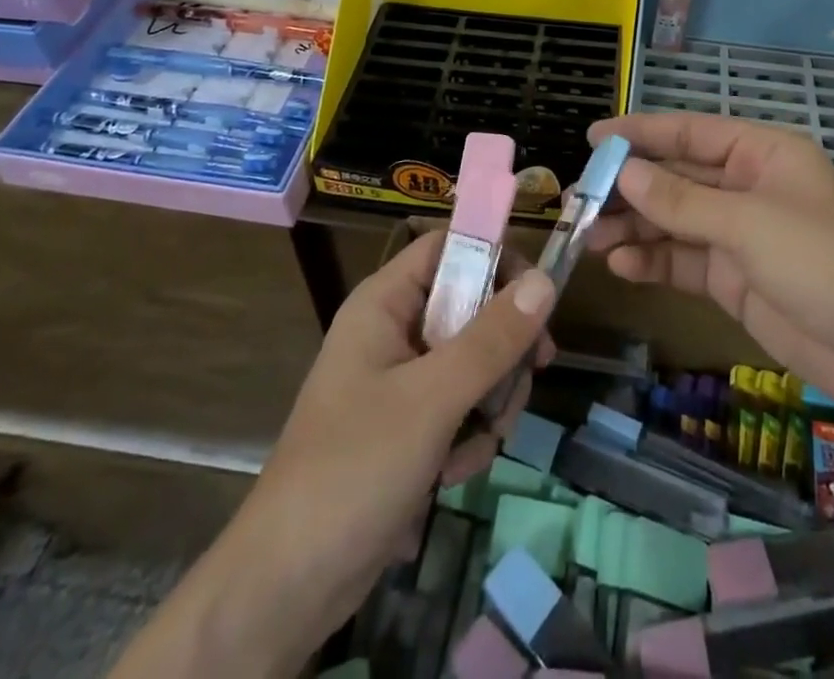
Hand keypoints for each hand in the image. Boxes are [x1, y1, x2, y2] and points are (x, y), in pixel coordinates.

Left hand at [108, 232, 554, 678]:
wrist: (287, 587)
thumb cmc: (353, 470)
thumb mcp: (432, 400)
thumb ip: (492, 339)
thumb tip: (546, 280)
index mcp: (385, 302)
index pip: (451, 247)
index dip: (496, 258)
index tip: (538, 298)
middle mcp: (394, 329)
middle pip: (473, 306)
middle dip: (503, 351)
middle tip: (524, 380)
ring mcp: (402, 380)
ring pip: (476, 361)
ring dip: (490, 402)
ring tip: (475, 446)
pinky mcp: (410, 425)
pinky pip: (462, 406)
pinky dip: (470, 435)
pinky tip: (454, 473)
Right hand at [587, 112, 833, 417]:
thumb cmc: (824, 262)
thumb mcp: (748, 224)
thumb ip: (682, 201)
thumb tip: (624, 172)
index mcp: (762, 153)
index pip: (691, 132)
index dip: (642, 133)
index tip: (593, 138)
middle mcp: (748, 187)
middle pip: (678, 178)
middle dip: (631, 188)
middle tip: (580, 199)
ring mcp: (741, 235)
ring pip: (675, 222)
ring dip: (635, 228)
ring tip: (590, 238)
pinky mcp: (735, 279)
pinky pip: (684, 262)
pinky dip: (655, 262)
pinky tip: (623, 267)